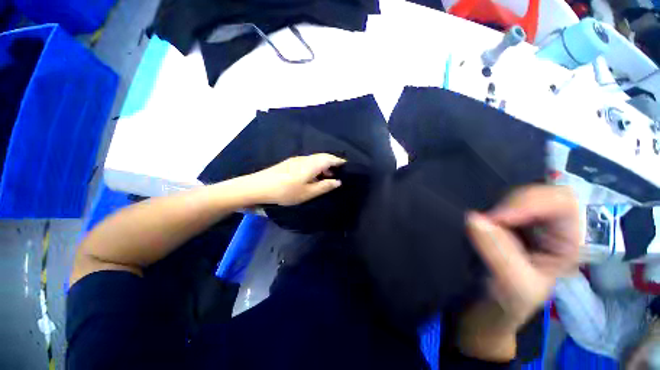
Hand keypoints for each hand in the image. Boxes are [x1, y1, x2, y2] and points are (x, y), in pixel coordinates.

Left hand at [249, 154, 345, 205]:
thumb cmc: (286, 191)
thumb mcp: (308, 192)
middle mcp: (306, 158)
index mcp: (312, 164)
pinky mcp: (290, 162)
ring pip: (315, 159)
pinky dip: (315, 166)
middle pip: (323, 157)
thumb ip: (324, 186)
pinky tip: (313, 176)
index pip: (330, 158)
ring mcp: (297, 159)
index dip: (340, 161)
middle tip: (338, 173)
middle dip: (332, 162)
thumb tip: (338, 181)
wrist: (259, 186)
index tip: (347, 166)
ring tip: (327, 176)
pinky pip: (308, 161)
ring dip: (323, 165)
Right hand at [459, 185, 579, 360]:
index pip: (562, 202)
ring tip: (477, 228)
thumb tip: (473, 219)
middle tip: (485, 221)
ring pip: (509, 197)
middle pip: (535, 193)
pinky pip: (490, 206)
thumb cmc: (506, 305)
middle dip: (509, 204)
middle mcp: (547, 228)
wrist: (482, 308)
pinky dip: (480, 212)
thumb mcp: (511, 286)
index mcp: (566, 242)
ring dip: (492, 208)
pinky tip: (473, 227)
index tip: (498, 218)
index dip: (532, 202)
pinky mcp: (496, 225)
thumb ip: (498, 252)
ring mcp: (520, 225)